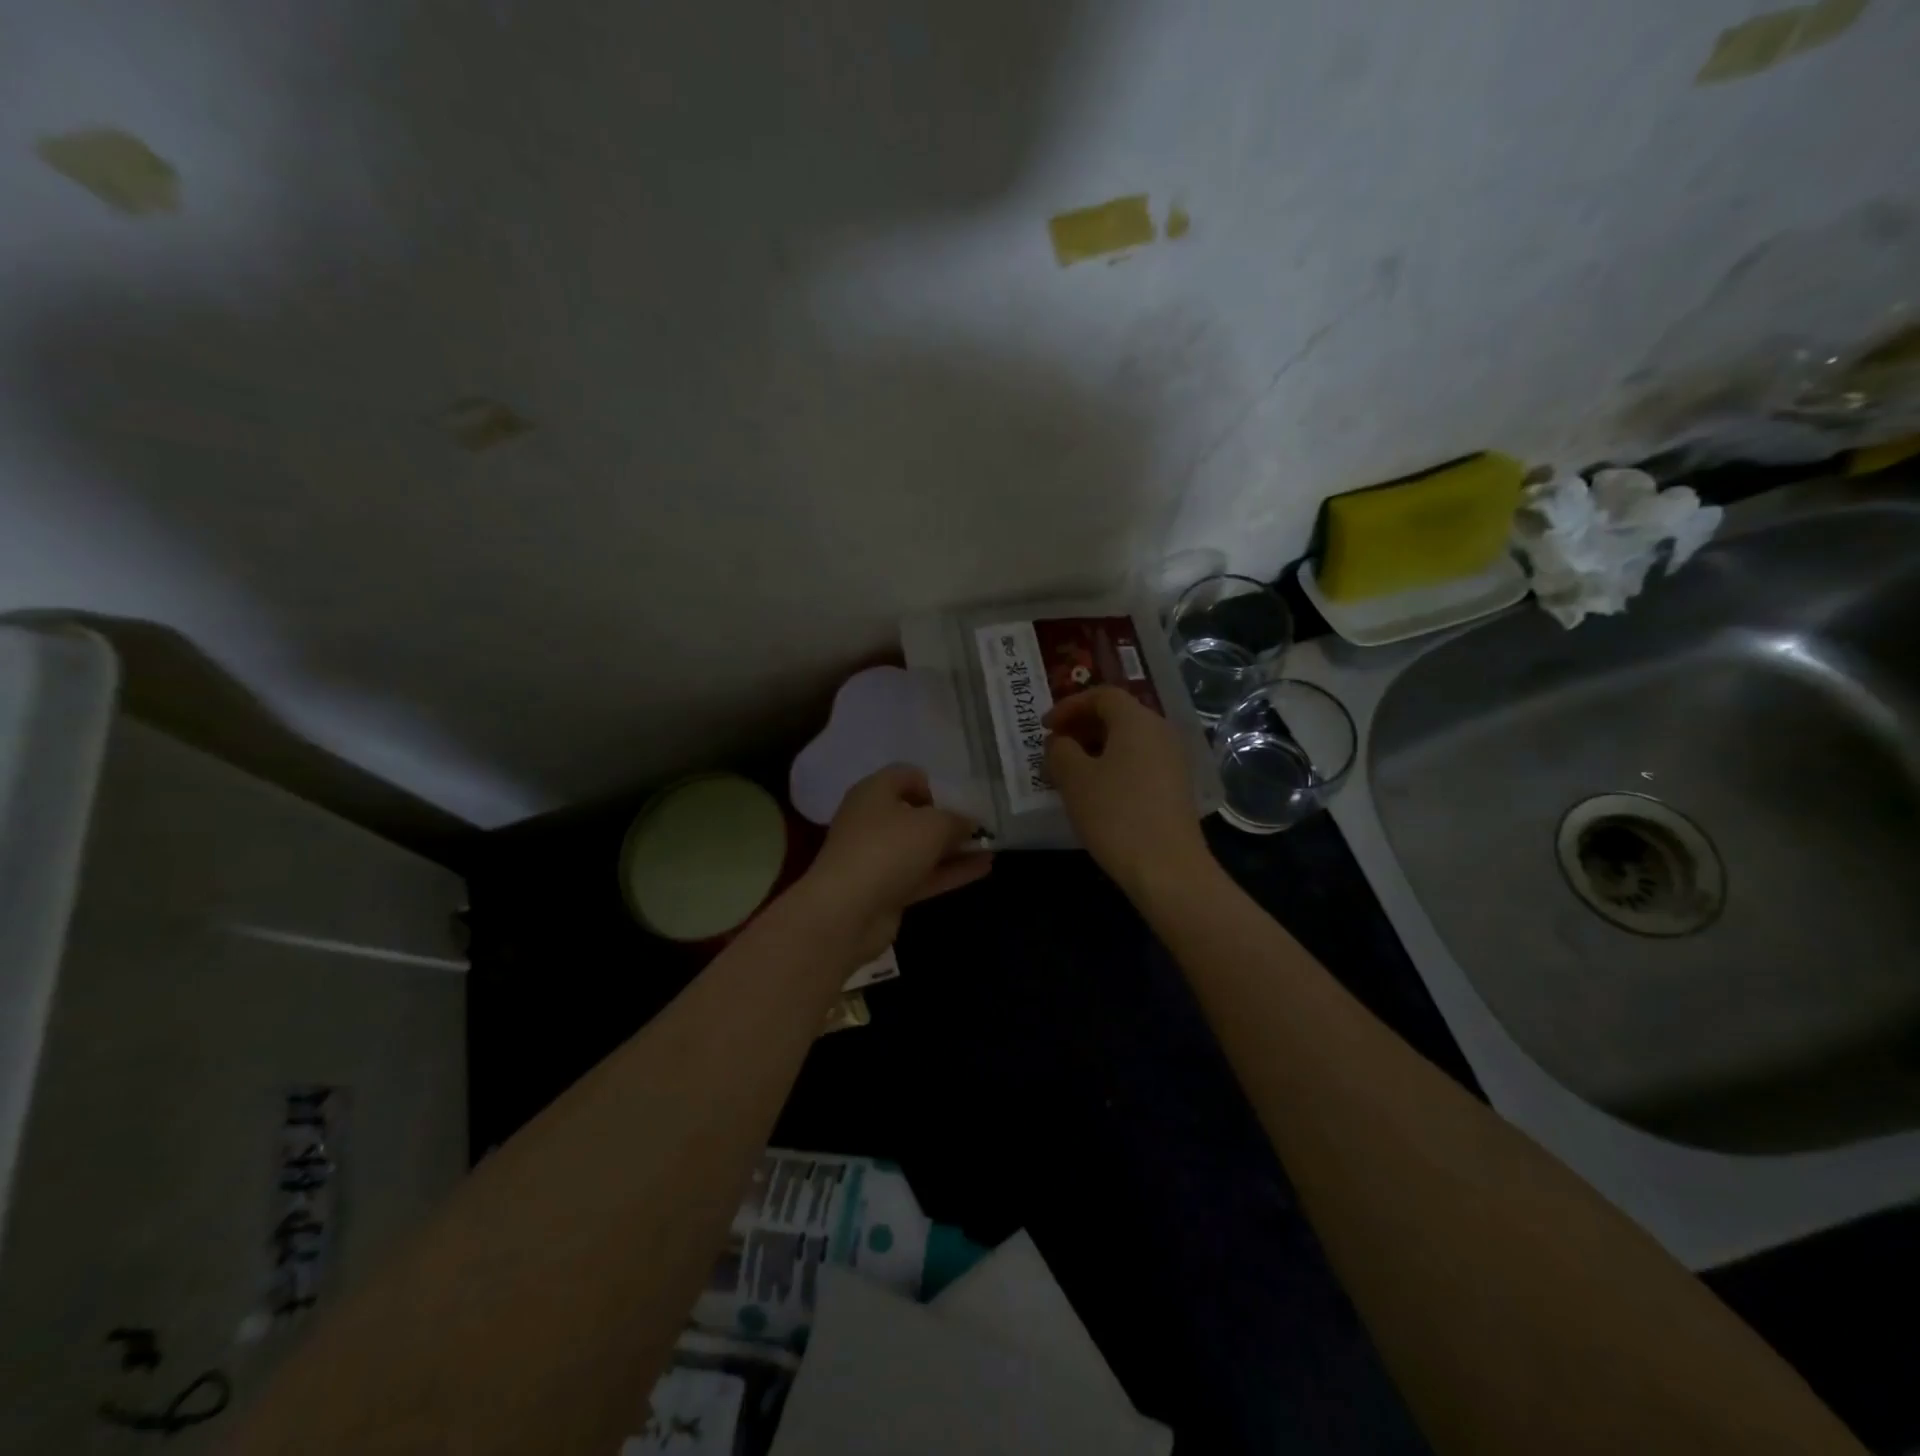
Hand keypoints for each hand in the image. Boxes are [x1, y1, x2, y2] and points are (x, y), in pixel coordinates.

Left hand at [798, 765, 991, 962]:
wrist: (847, 911)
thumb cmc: (888, 849)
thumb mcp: (933, 825)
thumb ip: (957, 820)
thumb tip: (970, 823)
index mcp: (874, 792)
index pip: (906, 776)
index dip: (935, 784)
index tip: (960, 800)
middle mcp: (872, 820)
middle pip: (915, 814)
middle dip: (948, 819)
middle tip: (982, 824)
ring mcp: (878, 857)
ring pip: (921, 847)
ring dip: (954, 848)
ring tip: (992, 846)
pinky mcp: (886, 889)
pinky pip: (924, 874)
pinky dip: (950, 871)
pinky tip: (984, 868)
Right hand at [1045, 687, 1209, 895]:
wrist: (1167, 867)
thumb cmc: (1115, 814)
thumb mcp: (1074, 779)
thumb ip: (1060, 751)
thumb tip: (1061, 742)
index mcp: (1137, 720)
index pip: (1102, 695)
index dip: (1069, 706)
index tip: (1045, 727)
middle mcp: (1160, 731)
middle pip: (1118, 715)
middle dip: (1082, 727)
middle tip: (1055, 748)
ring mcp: (1173, 760)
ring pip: (1129, 741)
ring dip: (1096, 748)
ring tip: (1070, 773)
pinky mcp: (1177, 787)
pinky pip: (1140, 762)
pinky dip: (1114, 766)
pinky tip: (1097, 793)